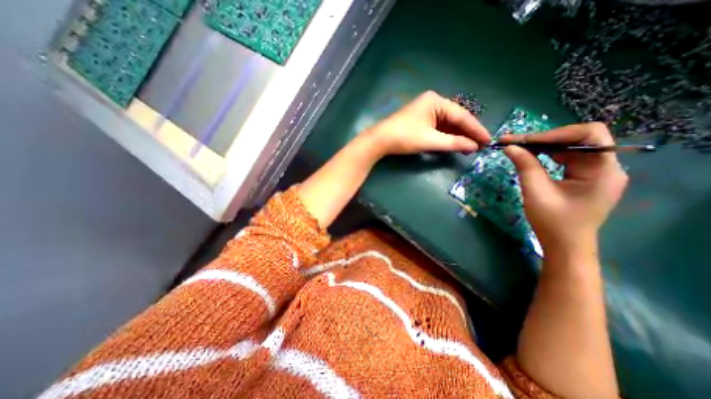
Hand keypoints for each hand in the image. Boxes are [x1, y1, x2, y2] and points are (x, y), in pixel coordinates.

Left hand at [362, 90, 489, 157]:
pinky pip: (438, 127)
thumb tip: (474, 146)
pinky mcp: (420, 120)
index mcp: (436, 101)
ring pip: (447, 124)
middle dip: (467, 133)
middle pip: (455, 119)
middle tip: (480, 146)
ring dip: (457, 136)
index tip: (488, 141)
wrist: (380, 140)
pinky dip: (446, 136)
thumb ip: (454, 143)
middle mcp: (433, 103)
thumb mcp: (431, 140)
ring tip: (469, 148)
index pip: (462, 116)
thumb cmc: (405, 137)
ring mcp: (426, 111)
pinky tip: (454, 144)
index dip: (476, 129)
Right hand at [499, 124, 626, 250]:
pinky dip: (546, 155)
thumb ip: (525, 166)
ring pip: (569, 147)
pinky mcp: (584, 177)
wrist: (564, 245)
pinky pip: (566, 158)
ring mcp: (595, 172)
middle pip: (577, 139)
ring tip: (517, 147)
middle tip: (514, 141)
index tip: (525, 140)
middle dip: (544, 139)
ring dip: (542, 146)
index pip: (589, 135)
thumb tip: (510, 147)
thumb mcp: (536, 192)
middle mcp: (605, 167)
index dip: (556, 134)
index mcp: (603, 171)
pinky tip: (529, 156)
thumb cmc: (553, 222)